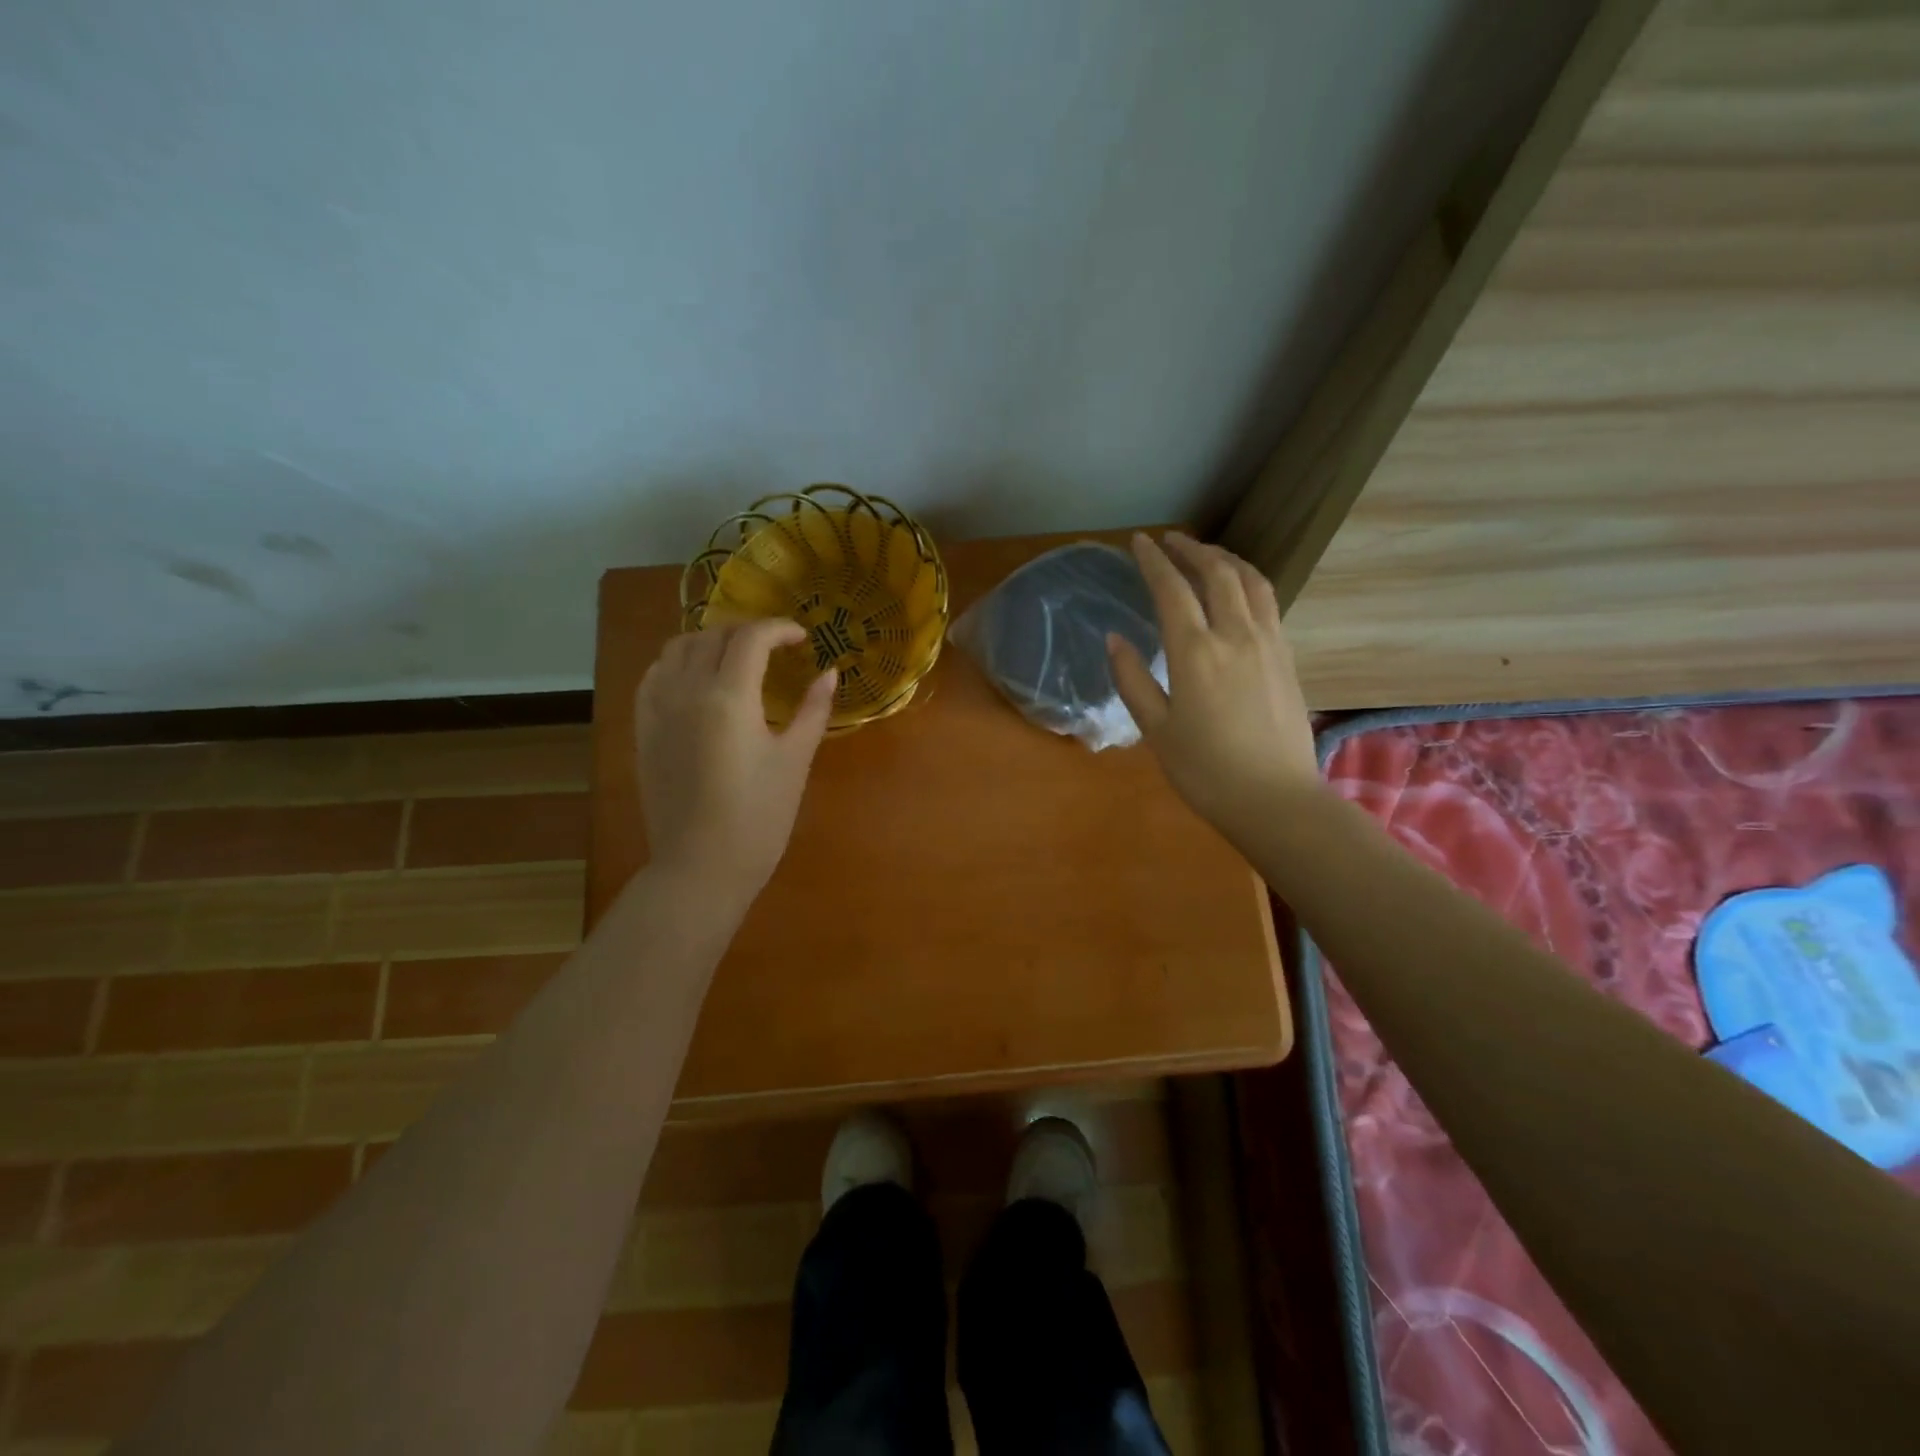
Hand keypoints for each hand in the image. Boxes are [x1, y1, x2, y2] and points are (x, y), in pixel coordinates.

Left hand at [634, 619, 835, 899]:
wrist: (701, 868)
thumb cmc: (758, 818)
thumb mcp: (795, 761)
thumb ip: (812, 710)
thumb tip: (830, 673)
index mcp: (728, 697)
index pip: (751, 638)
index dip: (780, 629)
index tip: (803, 638)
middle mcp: (686, 691)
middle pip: (713, 636)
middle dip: (747, 632)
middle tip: (776, 648)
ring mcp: (657, 710)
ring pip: (677, 649)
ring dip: (710, 641)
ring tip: (736, 657)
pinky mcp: (643, 730)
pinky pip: (654, 676)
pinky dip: (678, 663)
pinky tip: (697, 680)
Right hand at [1107, 532, 1318, 838]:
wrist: (1276, 799)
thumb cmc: (1205, 771)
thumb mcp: (1155, 730)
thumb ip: (1132, 680)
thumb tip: (1114, 638)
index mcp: (1196, 652)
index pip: (1172, 590)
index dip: (1153, 561)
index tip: (1139, 541)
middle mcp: (1236, 635)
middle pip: (1217, 574)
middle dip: (1192, 549)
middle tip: (1171, 540)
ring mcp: (1269, 643)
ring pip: (1251, 582)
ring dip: (1226, 560)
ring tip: (1207, 554)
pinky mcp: (1288, 657)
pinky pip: (1268, 603)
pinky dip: (1248, 583)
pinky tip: (1239, 591)